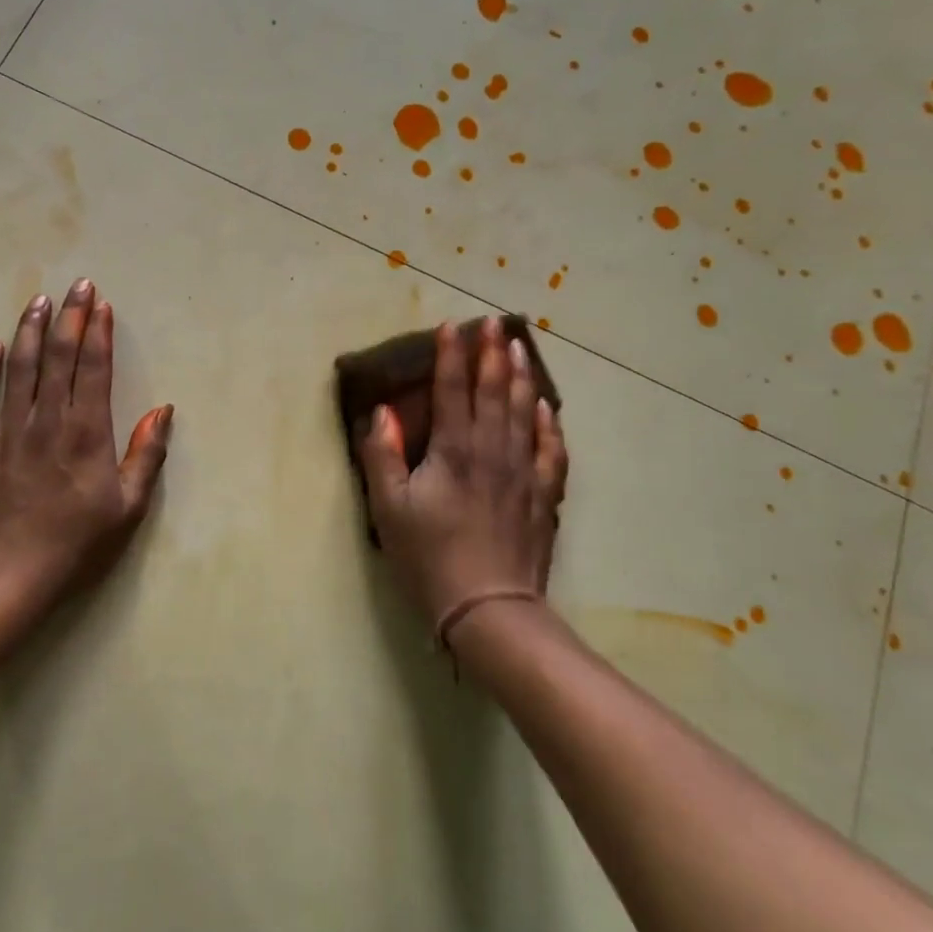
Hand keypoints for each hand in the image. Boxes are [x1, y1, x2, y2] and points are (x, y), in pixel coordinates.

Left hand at [0, 280, 172, 612]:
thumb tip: (162, 409)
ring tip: (38, 300)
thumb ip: (146, 455)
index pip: (94, 368)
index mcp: (86, 433)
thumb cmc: (75, 545)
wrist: (5, 577)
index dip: (98, 333)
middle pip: (59, 356)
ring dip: (30, 329)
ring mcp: (8, 428)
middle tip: (77, 285)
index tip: (101, 304)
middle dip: (70, 317)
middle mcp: (47, 420)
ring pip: (19, 366)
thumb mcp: (128, 508)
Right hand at [359, 318, 567, 641]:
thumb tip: (382, 411)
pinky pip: (550, 449)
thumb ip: (382, 454)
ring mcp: (523, 471)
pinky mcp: (542, 495)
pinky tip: (547, 407)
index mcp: (454, 449)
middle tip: (494, 323)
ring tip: (520, 348)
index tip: (452, 325)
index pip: (453, 389)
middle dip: (492, 353)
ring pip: (524, 411)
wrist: (488, 607)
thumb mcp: (389, 507)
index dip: (451, 355)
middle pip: (494, 390)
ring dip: (521, 376)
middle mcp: (492, 449)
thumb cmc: (429, 555)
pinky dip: (549, 423)